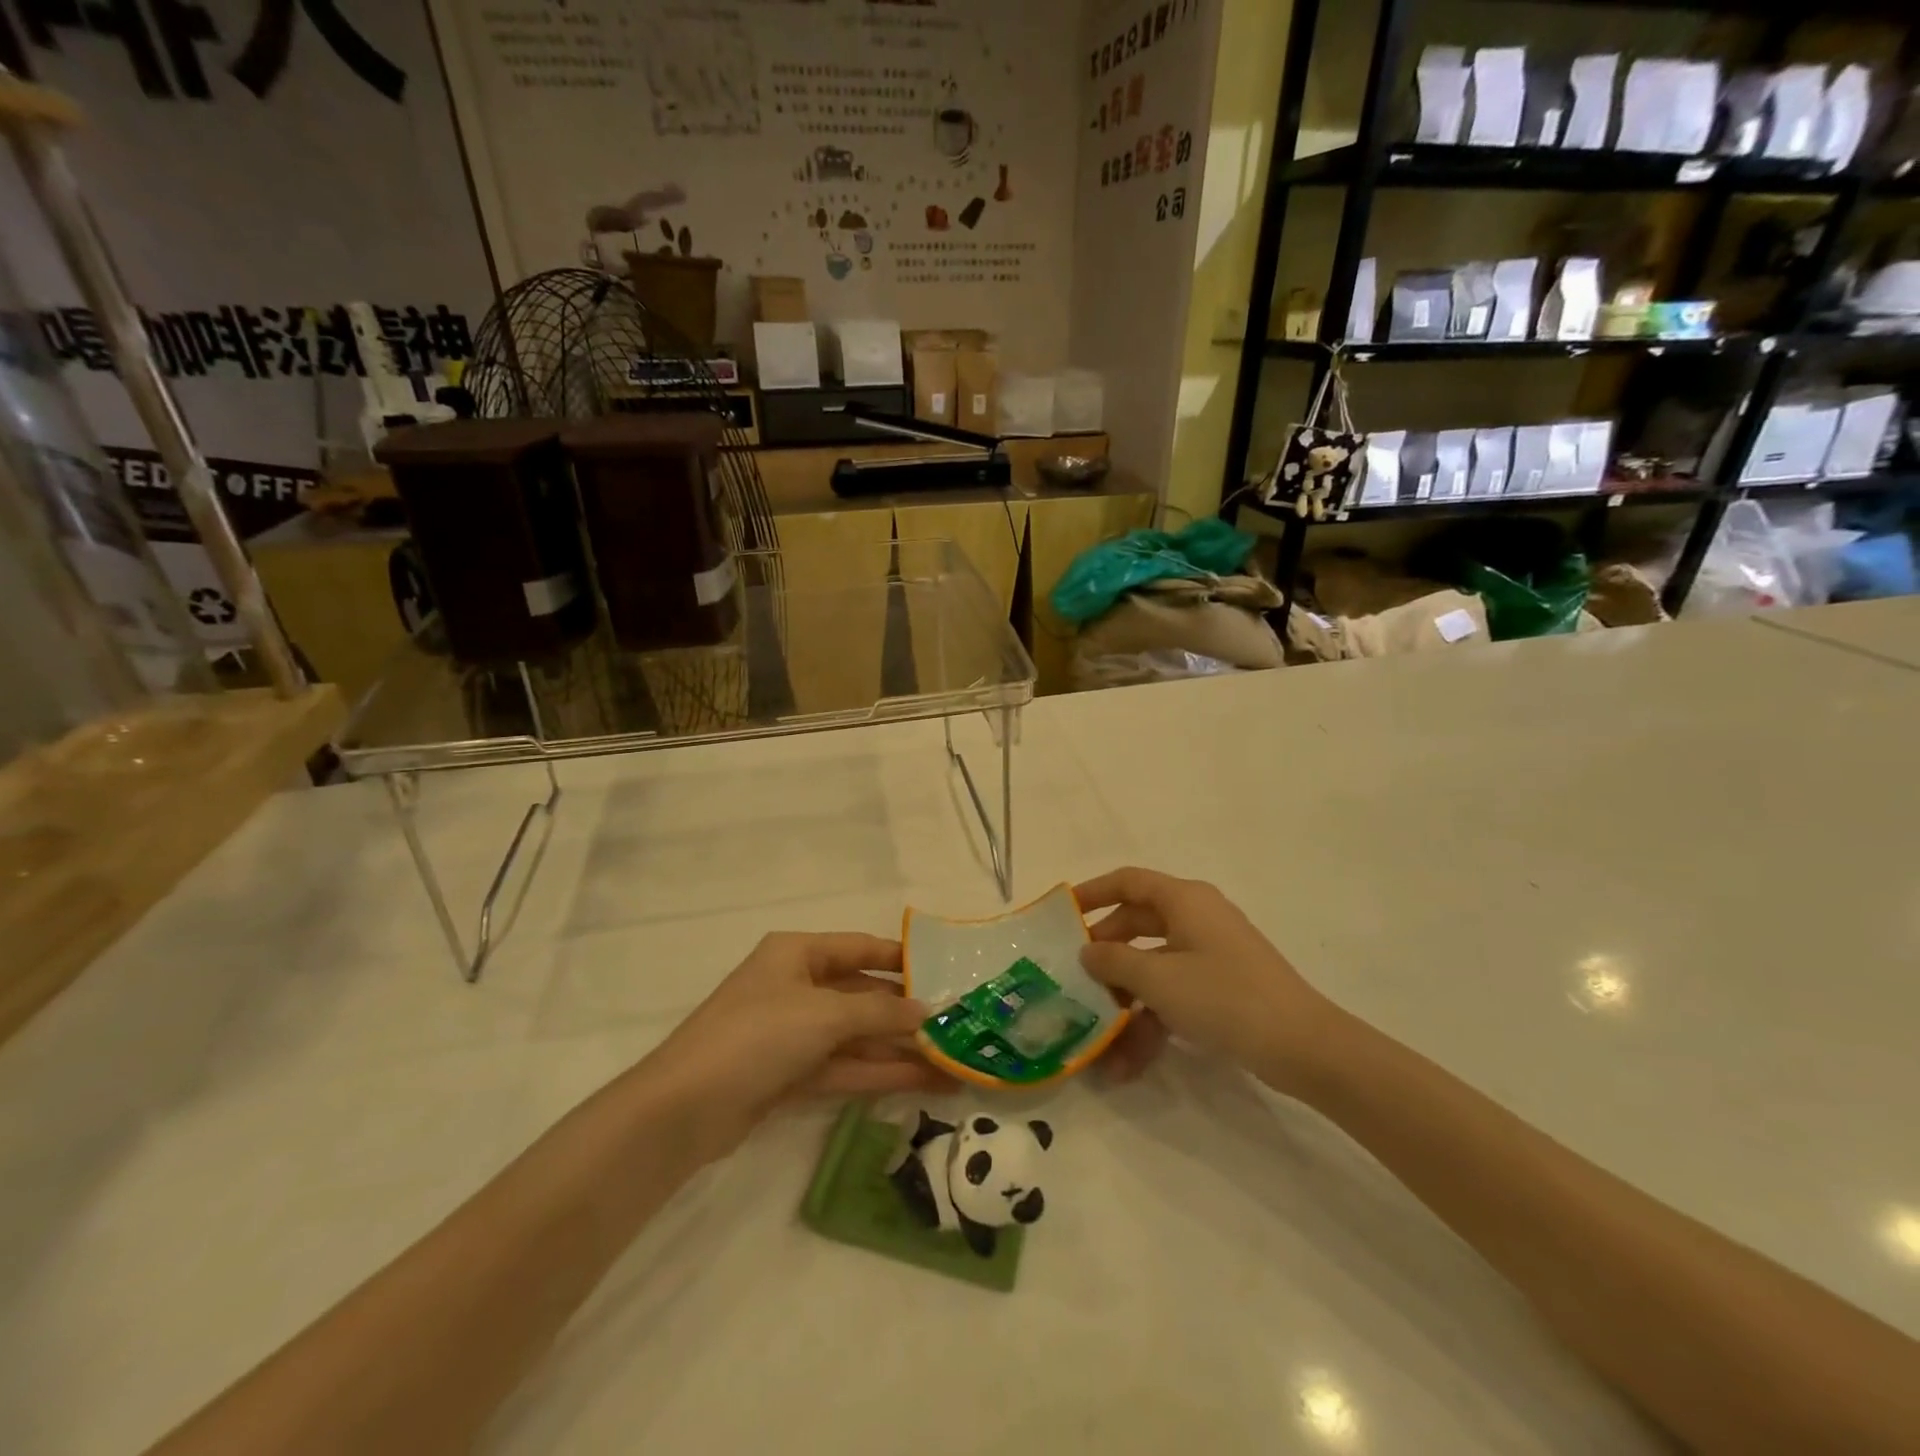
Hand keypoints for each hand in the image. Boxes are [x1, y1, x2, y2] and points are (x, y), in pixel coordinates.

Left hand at [641, 932, 954, 1155]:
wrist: (685, 1108)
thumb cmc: (758, 1035)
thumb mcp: (824, 1014)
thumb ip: (880, 1011)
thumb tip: (926, 1011)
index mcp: (797, 953)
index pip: (860, 948)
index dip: (902, 960)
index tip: (945, 972)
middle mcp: (796, 987)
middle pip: (861, 994)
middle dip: (905, 1013)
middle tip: (955, 1026)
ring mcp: (793, 1033)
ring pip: (856, 1036)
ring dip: (898, 1049)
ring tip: (951, 1062)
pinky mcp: (790, 1074)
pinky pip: (843, 1066)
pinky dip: (877, 1073)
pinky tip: (921, 1080)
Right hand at [1076, 868, 1337, 1093]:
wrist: (1302, 1047)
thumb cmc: (1224, 997)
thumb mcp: (1158, 979)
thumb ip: (1114, 961)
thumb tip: (1087, 950)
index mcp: (1184, 900)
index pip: (1128, 881)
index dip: (1093, 892)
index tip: (1062, 913)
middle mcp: (1197, 918)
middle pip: (1137, 924)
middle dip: (1105, 953)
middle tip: (1074, 976)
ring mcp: (1210, 954)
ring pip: (1153, 965)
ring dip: (1125, 998)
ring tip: (1096, 1035)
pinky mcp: (1220, 988)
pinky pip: (1174, 993)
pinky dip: (1151, 1020)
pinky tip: (1127, 1063)